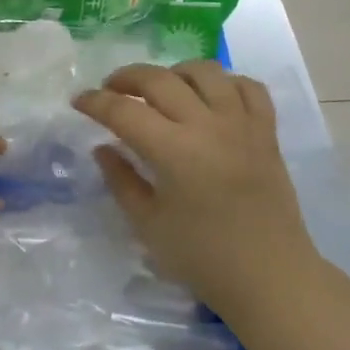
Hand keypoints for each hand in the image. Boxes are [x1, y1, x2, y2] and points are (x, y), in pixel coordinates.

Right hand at [73, 62, 316, 319]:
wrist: (270, 277)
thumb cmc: (203, 257)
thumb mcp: (148, 225)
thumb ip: (121, 180)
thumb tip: (103, 148)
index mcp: (174, 151)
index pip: (124, 111)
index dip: (95, 102)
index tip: (79, 101)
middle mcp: (208, 126)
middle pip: (159, 79)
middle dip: (126, 77)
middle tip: (110, 90)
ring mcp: (242, 124)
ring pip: (205, 72)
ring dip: (174, 73)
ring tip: (160, 89)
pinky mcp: (266, 131)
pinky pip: (248, 87)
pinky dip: (225, 82)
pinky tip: (210, 97)